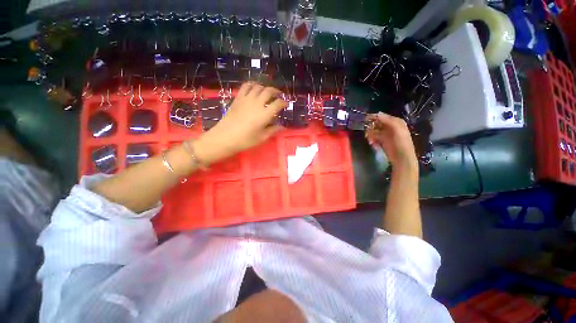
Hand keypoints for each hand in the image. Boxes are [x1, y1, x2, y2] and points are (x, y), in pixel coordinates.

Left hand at [193, 82, 286, 164]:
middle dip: (276, 92)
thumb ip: (273, 130)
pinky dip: (252, 84)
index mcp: (265, 114)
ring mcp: (246, 99)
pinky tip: (254, 88)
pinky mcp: (238, 98)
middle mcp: (257, 103)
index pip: (278, 103)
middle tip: (278, 96)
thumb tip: (282, 126)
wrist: (225, 137)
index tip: (285, 104)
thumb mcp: (262, 138)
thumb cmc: (245, 140)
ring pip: (258, 87)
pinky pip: (246, 86)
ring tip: (267, 93)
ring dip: (265, 88)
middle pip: (269, 91)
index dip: (284, 102)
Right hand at [365, 112, 417, 170]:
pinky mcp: (382, 141)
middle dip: (371, 127)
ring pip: (374, 130)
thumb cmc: (401, 143)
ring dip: (370, 134)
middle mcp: (391, 127)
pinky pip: (374, 137)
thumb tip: (377, 113)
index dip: (373, 117)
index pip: (382, 116)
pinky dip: (372, 139)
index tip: (365, 120)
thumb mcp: (396, 129)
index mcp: (396, 122)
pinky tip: (372, 143)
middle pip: (377, 123)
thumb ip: (387, 121)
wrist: (402, 159)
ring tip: (370, 140)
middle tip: (367, 133)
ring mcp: (386, 134)